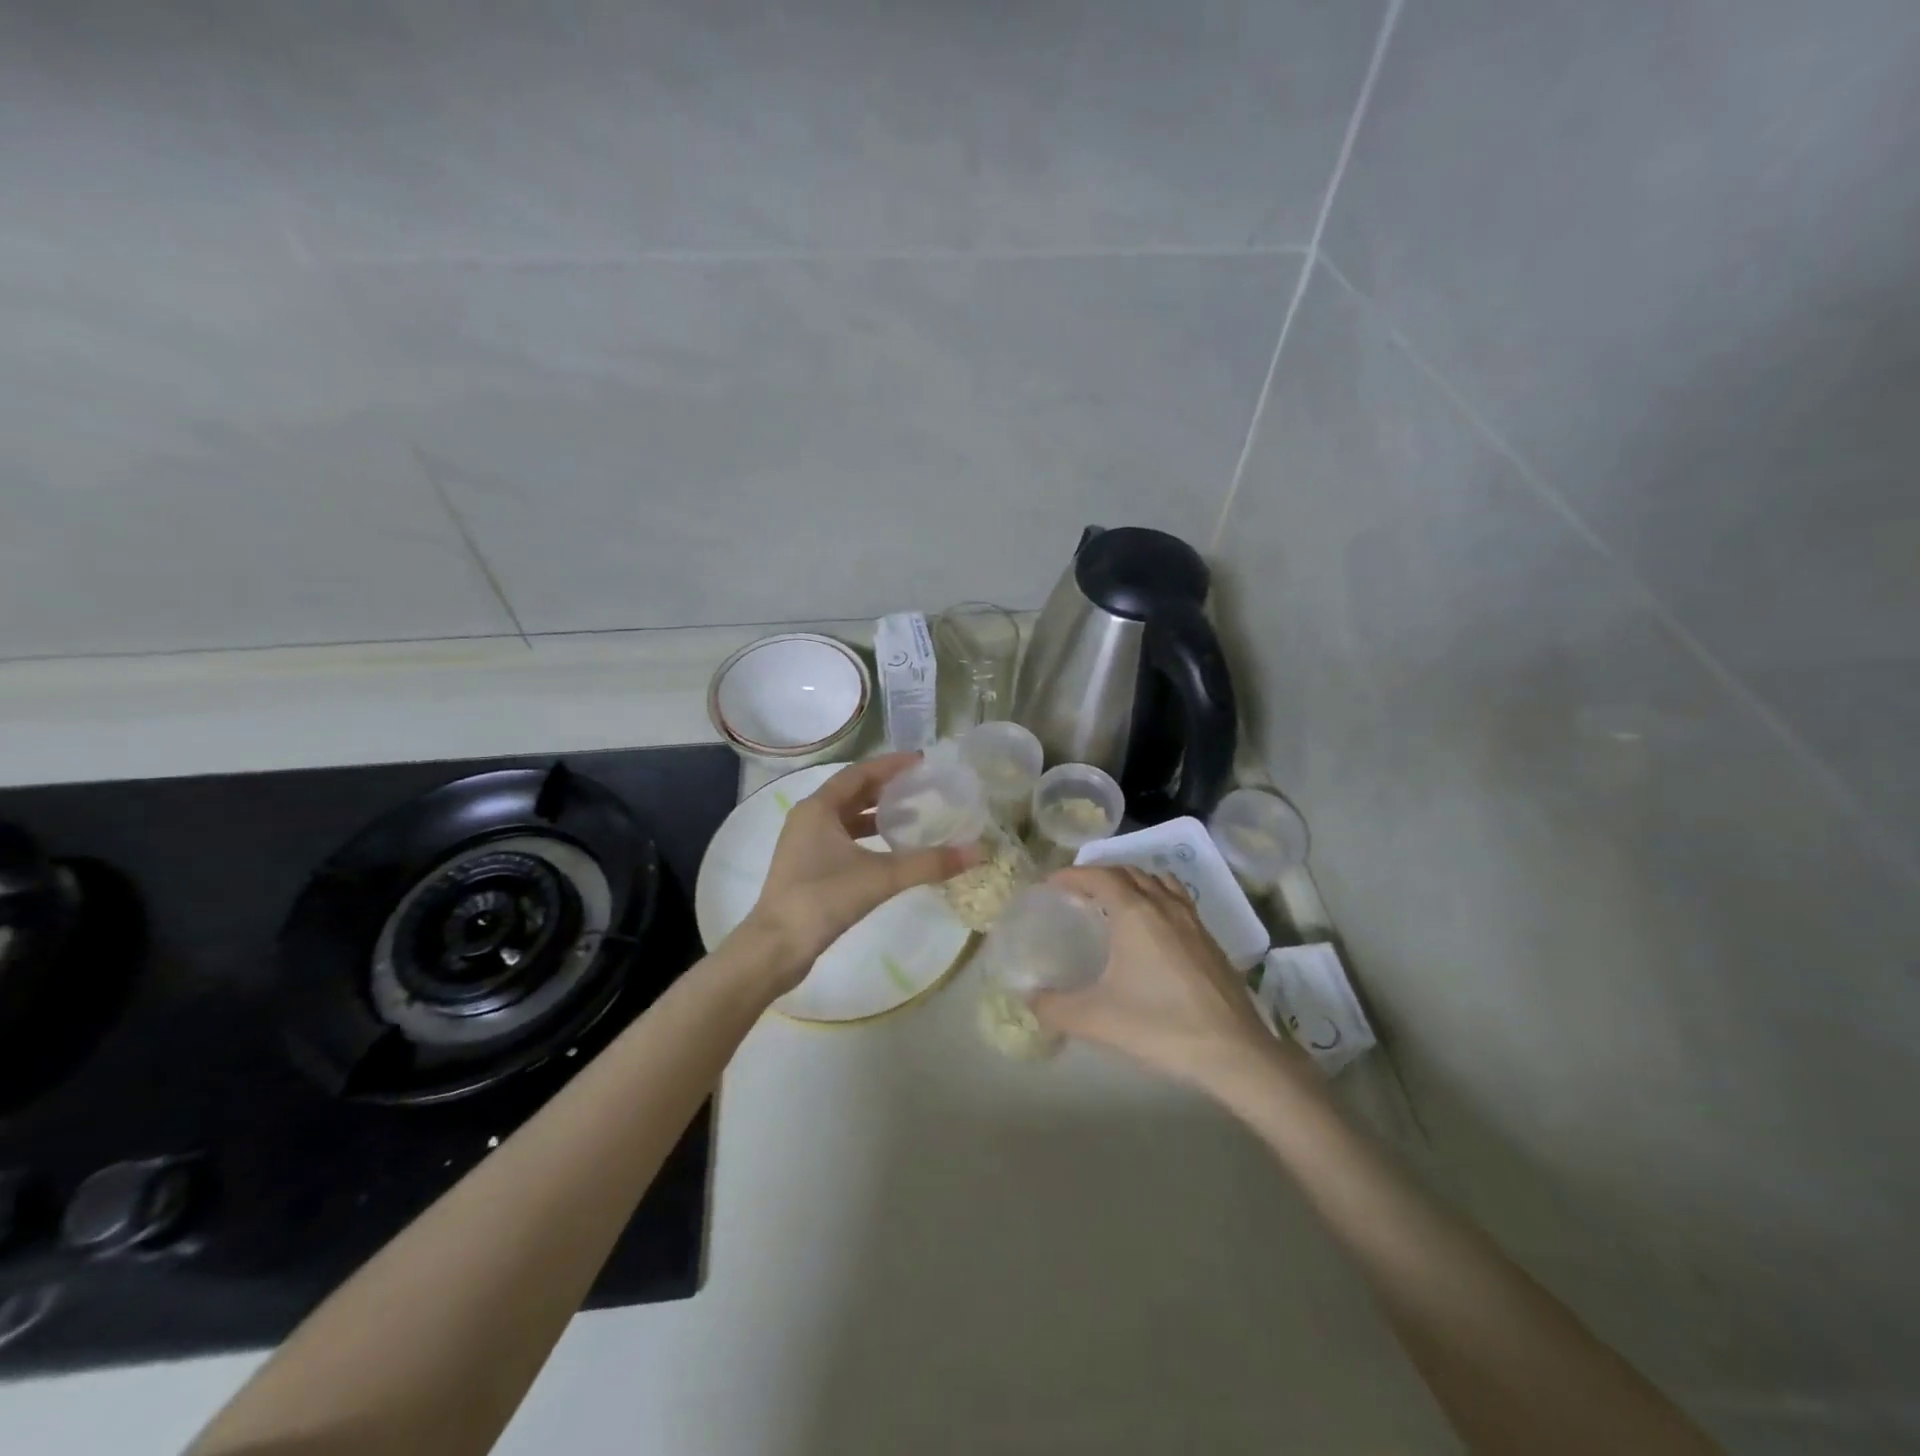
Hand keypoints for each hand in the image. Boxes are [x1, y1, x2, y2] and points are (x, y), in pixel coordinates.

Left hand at [735, 753, 973, 991]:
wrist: (776, 946)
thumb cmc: (823, 899)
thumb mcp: (880, 877)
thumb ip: (928, 863)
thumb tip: (976, 852)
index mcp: (819, 807)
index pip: (859, 773)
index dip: (891, 765)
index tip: (921, 762)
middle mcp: (808, 818)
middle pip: (852, 792)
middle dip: (886, 787)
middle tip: (922, 786)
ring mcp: (804, 843)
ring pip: (846, 817)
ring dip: (877, 813)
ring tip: (912, 815)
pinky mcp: (807, 866)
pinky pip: (841, 838)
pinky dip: (866, 837)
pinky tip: (889, 850)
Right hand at [1031, 866, 1302, 1091]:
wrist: (1233, 1052)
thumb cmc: (1160, 1026)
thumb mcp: (1096, 1019)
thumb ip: (1055, 1007)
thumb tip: (1030, 999)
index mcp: (1135, 913)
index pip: (1099, 875)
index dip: (1072, 874)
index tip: (1051, 884)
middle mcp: (1164, 905)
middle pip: (1128, 872)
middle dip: (1100, 874)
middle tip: (1078, 893)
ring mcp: (1192, 920)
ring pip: (1158, 881)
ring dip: (1132, 881)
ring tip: (1115, 902)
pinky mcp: (1210, 940)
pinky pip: (1178, 900)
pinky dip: (1157, 897)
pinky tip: (1153, 928)